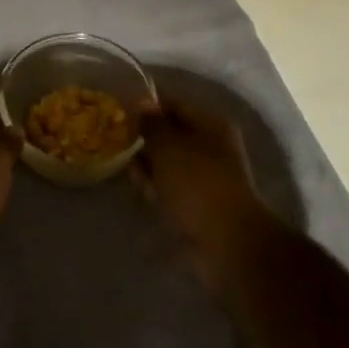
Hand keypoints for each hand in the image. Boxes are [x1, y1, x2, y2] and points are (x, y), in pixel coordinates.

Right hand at [133, 99, 272, 271]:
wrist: (227, 242)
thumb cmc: (198, 184)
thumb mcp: (168, 146)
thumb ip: (151, 123)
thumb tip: (142, 104)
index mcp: (211, 124)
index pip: (173, 104)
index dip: (147, 106)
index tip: (121, 113)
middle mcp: (211, 146)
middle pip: (169, 135)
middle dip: (145, 143)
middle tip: (126, 152)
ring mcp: (206, 176)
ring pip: (167, 164)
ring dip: (149, 170)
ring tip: (138, 182)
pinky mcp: (199, 203)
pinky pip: (172, 188)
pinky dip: (159, 191)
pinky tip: (148, 199)